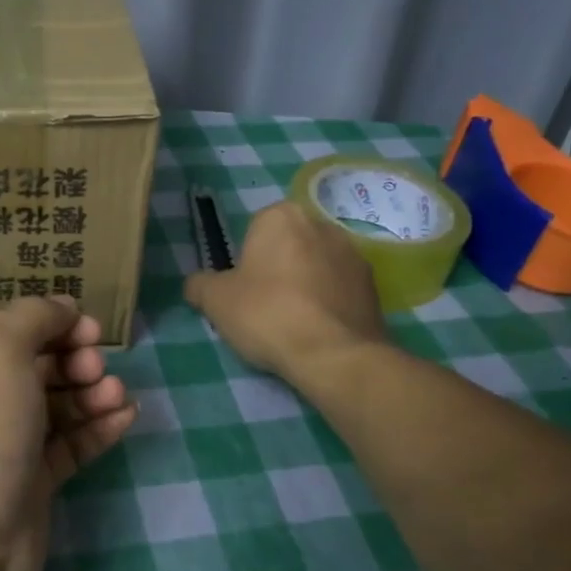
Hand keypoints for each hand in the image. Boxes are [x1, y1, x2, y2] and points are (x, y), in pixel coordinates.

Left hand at [0, 297, 135, 570]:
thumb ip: (34, 316)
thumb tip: (62, 306)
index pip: (10, 326)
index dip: (52, 321)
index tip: (89, 327)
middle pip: (37, 363)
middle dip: (74, 358)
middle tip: (96, 367)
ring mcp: (5, 440)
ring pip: (57, 403)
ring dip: (90, 393)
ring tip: (116, 396)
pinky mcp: (31, 479)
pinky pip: (69, 442)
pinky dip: (97, 427)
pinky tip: (126, 417)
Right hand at [184, 201, 384, 382]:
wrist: (333, 353)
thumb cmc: (266, 314)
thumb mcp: (215, 301)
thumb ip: (200, 285)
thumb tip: (196, 284)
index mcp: (281, 216)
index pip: (254, 231)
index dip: (245, 261)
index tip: (242, 291)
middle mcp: (321, 224)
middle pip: (288, 245)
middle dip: (277, 269)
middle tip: (264, 307)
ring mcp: (353, 254)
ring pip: (315, 266)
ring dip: (305, 285)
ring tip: (293, 323)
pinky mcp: (374, 285)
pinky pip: (339, 289)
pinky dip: (328, 303)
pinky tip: (317, 331)